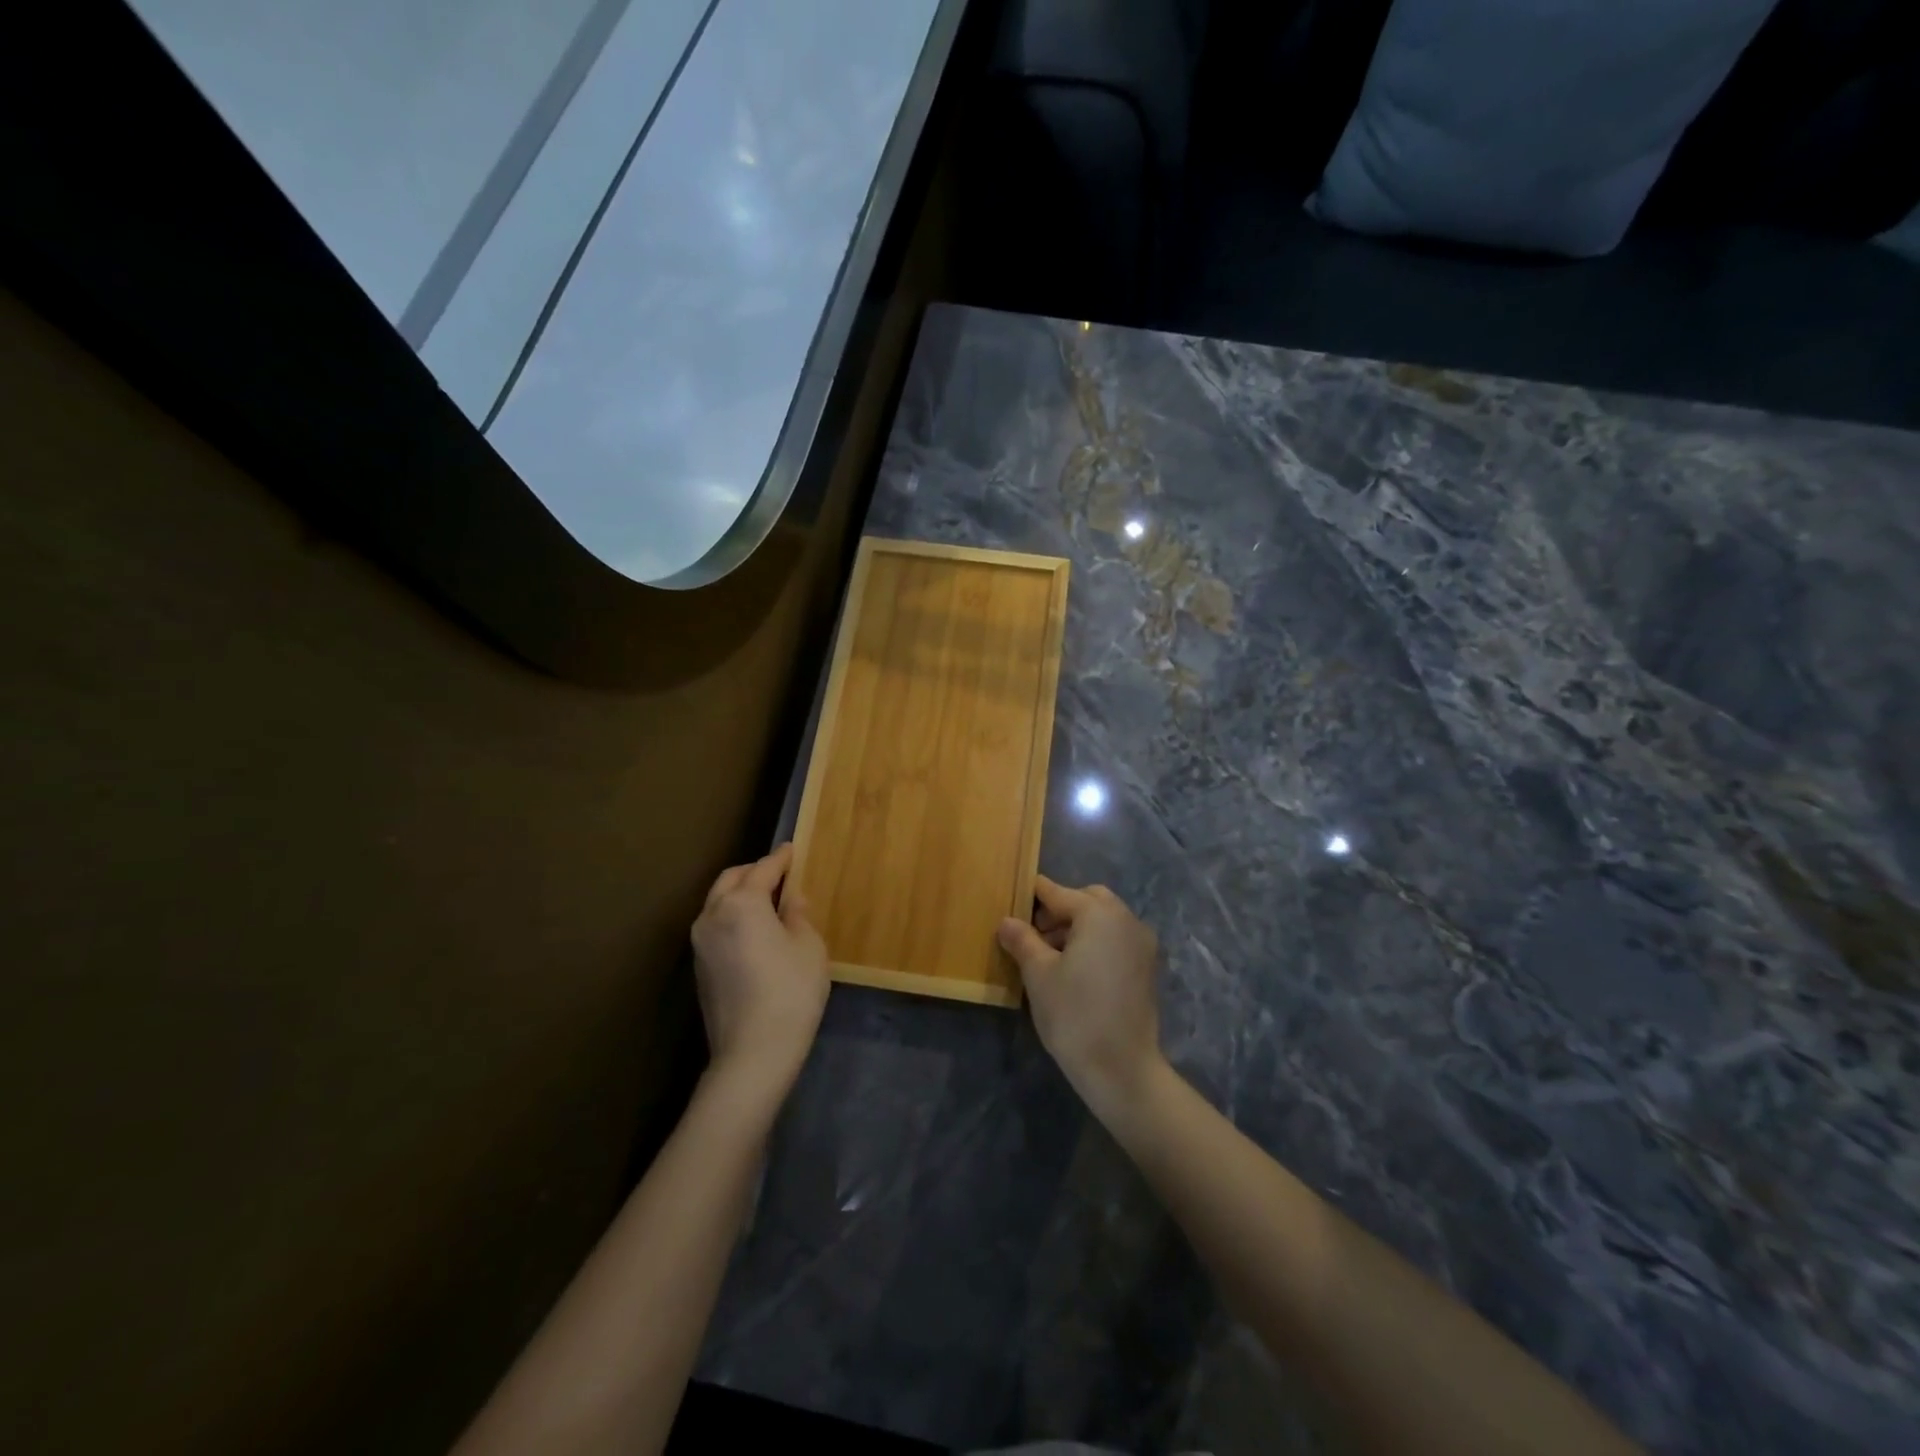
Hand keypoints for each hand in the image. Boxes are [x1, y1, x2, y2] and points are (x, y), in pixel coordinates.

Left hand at [690, 844, 828, 1100]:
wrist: (752, 1053)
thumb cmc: (790, 991)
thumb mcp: (808, 947)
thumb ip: (797, 914)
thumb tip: (791, 899)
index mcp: (741, 903)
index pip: (763, 869)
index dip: (781, 858)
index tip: (792, 849)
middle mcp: (712, 915)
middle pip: (732, 880)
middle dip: (755, 872)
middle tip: (780, 874)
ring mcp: (700, 942)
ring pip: (718, 902)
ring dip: (740, 894)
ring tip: (768, 900)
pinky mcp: (699, 967)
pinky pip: (716, 925)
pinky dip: (733, 916)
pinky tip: (754, 929)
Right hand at [998, 876, 1163, 1117]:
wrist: (1122, 1069)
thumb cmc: (1074, 1014)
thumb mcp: (1038, 974)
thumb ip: (1022, 940)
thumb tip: (1007, 921)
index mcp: (1099, 914)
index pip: (1058, 893)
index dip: (1033, 894)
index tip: (1013, 896)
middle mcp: (1126, 919)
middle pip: (1088, 900)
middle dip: (1060, 910)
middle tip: (1033, 933)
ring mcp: (1142, 944)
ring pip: (1104, 920)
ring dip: (1077, 927)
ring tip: (1049, 955)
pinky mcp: (1147, 968)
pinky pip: (1116, 940)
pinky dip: (1096, 942)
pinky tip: (1074, 970)